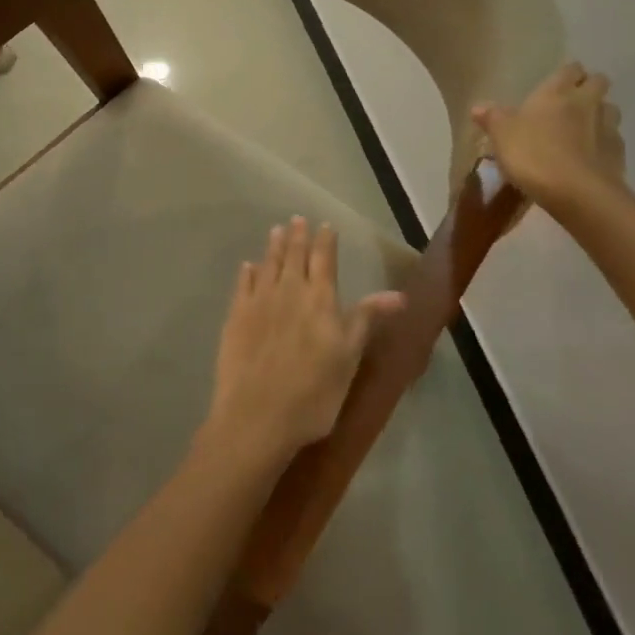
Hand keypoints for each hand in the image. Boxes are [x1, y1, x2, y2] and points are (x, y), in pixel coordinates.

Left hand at [203, 217, 405, 468]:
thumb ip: (367, 319)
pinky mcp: (235, 317)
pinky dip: (247, 272)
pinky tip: (248, 266)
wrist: (257, 416)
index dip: (325, 241)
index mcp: (320, 298)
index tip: (325, 225)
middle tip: (296, 219)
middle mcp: (289, 291)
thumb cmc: (314, 392)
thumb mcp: (349, 357)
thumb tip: (399, 294)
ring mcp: (259, 302)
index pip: (324, 259)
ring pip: (267, 265)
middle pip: (293, 256)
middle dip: (297, 236)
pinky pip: (242, 285)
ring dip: (273, 246)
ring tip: (276, 230)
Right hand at [472, 61, 626, 209]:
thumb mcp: (502, 135)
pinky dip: (604, 144)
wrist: (577, 192)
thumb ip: (492, 118)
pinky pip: (613, 140)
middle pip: (598, 82)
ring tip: (584, 129)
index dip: (567, 73)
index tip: (558, 82)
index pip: (570, 68)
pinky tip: (591, 157)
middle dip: (589, 87)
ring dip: (600, 114)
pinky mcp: (619, 153)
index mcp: (557, 92)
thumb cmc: (533, 154)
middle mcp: (587, 102)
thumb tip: (478, 106)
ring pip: (610, 109)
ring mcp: (607, 127)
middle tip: (573, 102)